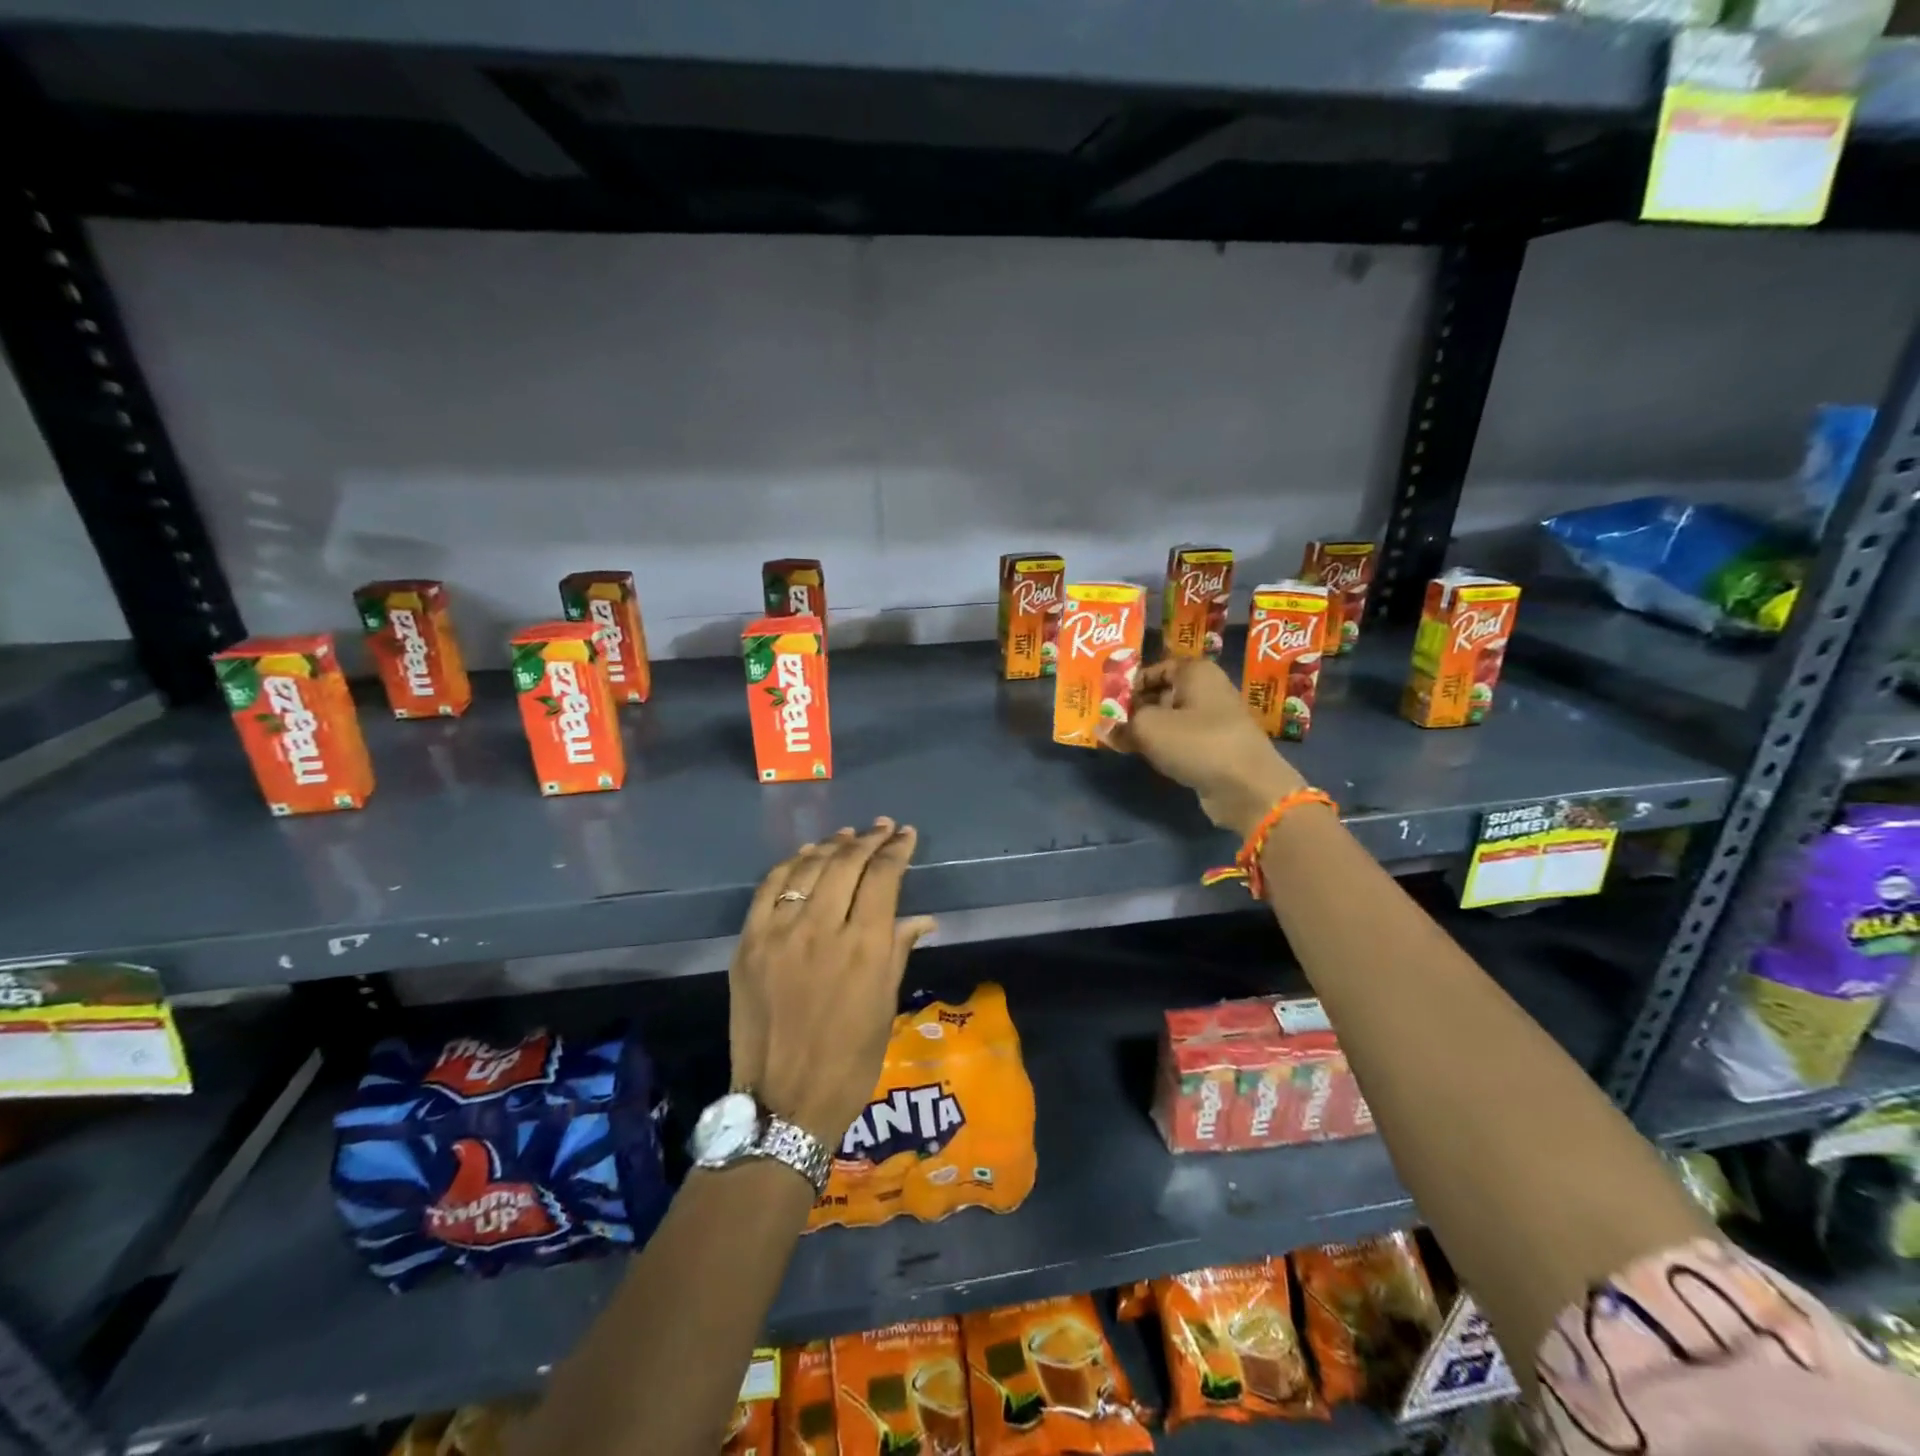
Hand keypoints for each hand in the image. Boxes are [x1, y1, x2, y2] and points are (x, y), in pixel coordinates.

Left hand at [728, 818, 935, 1145]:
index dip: (896, 850)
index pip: (883, 878)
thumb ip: (898, 951)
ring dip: (831, 846)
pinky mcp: (749, 943)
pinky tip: (804, 856)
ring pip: (808, 868)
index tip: (905, 835)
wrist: (783, 1103)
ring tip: (847, 835)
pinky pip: (769, 889)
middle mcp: (822, 930)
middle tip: (882, 827)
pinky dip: (790, 865)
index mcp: (864, 948)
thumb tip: (920, 918)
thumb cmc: (850, 1062)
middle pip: (846, 863)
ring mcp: (779, 934)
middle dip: (868, 839)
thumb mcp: (885, 1007)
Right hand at [1112, 659, 1305, 834]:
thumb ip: (1121, 724)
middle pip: (1160, 693)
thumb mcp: (1148, 728)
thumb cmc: (1197, 743)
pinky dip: (1164, 745)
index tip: (1105, 703)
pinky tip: (1147, 756)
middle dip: (1134, 708)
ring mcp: (1215, 719)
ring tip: (1121, 741)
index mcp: (1195, 671)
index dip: (1127, 684)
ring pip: (1170, 717)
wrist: (1247, 787)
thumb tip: (1103, 727)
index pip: (1153, 668)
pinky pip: (1182, 739)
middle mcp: (1207, 689)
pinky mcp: (1216, 746)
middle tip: (1107, 723)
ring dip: (1147, 729)